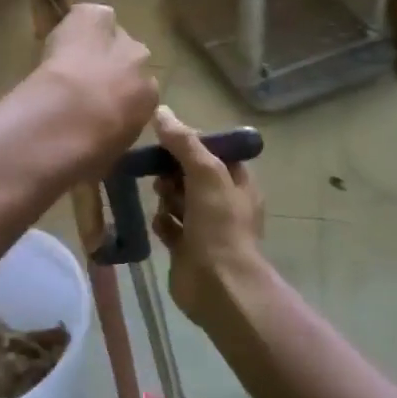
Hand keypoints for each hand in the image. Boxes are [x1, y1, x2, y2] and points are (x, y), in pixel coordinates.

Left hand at [32, 4, 158, 172]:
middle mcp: (142, 66)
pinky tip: (60, 34)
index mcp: (149, 100)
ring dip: (95, 43)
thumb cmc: (91, 149)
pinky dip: (77, 21)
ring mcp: (120, 40)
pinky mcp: (96, 18)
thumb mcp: (109, 152)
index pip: (139, 92)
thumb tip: (98, 147)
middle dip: (110, 67)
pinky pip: (91, 14)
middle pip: (130, 58)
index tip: (98, 104)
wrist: (72, 119)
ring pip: (111, 33)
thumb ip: (110, 138)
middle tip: (82, 80)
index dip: (116, 96)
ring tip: (68, 57)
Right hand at [152, 106, 265, 327]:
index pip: (213, 151)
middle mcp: (223, 202)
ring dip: (166, 196)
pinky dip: (162, 222)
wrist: (218, 286)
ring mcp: (204, 226)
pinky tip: (159, 223)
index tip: (167, 139)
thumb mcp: (206, 173)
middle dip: (174, 171)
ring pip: (178, 199)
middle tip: (161, 174)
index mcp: (237, 182)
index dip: (191, 143)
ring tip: (160, 197)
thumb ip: (184, 143)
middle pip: (191, 174)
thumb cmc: (219, 225)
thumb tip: (161, 111)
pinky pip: (168, 225)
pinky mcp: (185, 247)